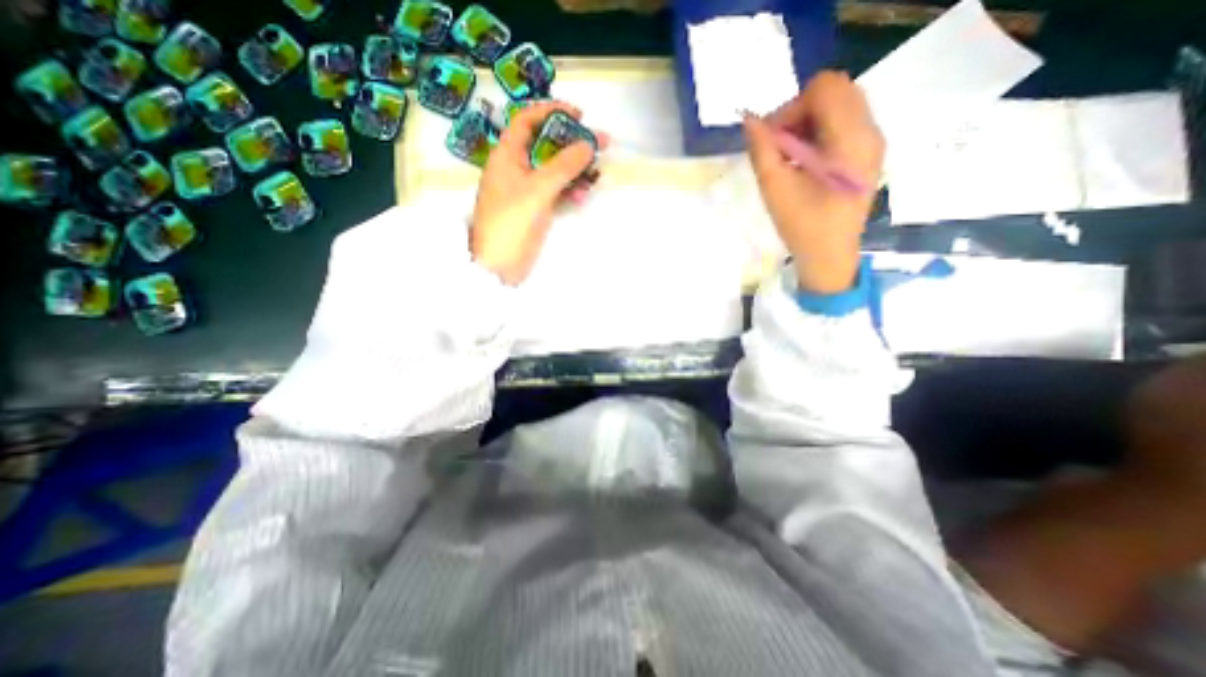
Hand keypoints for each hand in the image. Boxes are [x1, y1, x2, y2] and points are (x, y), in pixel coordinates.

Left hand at [471, 101, 601, 284]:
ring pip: (554, 170)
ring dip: (575, 170)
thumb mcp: (537, 190)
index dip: (552, 112)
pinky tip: (582, 197)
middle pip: (546, 145)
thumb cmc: (511, 222)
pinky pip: (556, 192)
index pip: (528, 120)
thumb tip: (588, 145)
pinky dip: (569, 191)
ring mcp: (526, 190)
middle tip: (601, 144)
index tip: (579, 116)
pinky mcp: (535, 208)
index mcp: (507, 155)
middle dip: (572, 144)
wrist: (500, 265)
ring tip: (596, 175)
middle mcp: (516, 168)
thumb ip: (563, 166)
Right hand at [747, 69, 882, 292]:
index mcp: (850, 139)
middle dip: (800, 112)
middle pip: (835, 91)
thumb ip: (762, 149)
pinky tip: (805, 162)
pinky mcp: (867, 154)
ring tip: (790, 156)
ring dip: (808, 122)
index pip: (824, 88)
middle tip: (779, 145)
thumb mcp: (774, 188)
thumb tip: (750, 120)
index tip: (773, 140)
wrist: (829, 255)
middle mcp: (870, 131)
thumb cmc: (802, 226)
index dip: (791, 107)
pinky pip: (844, 123)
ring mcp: (872, 142)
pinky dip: (819, 132)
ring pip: (840, 105)